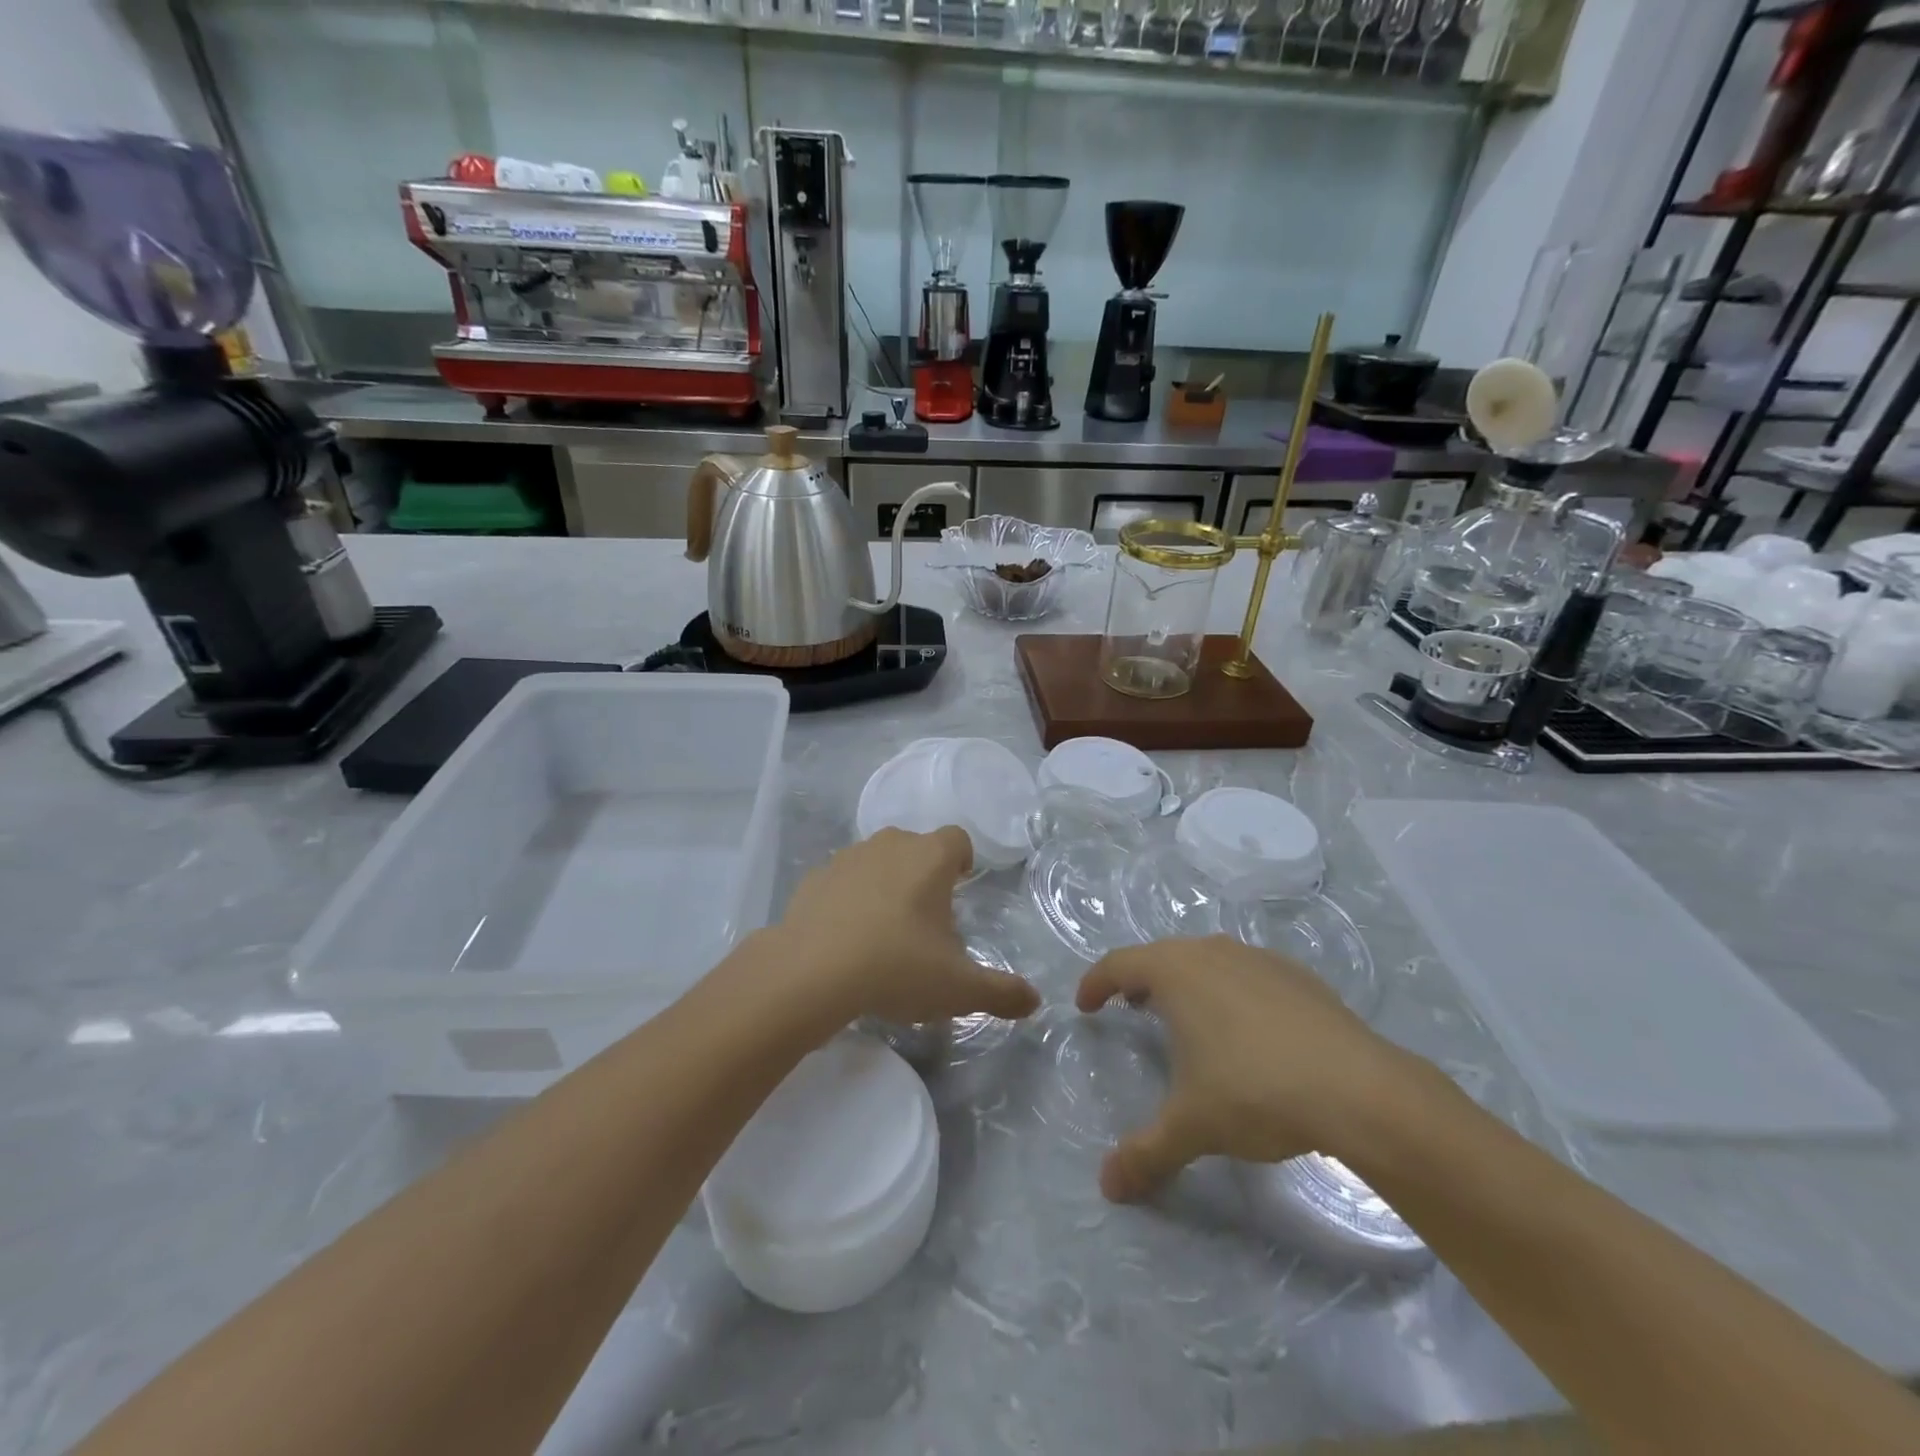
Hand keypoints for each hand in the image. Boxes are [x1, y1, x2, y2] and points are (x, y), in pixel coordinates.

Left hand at [776, 827, 1039, 1033]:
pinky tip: (845, 937)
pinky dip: (847, 899)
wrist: (810, 973)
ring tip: (884, 930)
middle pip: (915, 847)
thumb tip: (1033, 1000)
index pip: (957, 839)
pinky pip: (841, 881)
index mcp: (930, 857)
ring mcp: (847, 858)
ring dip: (885, 884)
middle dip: (924, 874)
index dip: (963, 860)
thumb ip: (1001, 992)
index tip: (961, 887)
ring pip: (877, 861)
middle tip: (926, 918)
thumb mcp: (958, 988)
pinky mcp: (814, 878)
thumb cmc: (896, 967)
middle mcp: (890, 845)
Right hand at [1076, 937, 1420, 1202]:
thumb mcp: (1191, 1126)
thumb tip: (1107, 1187)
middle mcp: (1211, 953)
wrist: (1359, 1089)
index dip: (1095, 983)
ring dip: (1186, 982)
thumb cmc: (1254, 1091)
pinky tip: (1247, 1030)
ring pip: (1207, 960)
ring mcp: (1258, 959)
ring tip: (1186, 1017)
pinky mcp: (1298, 976)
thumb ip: (1145, 1153)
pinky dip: (1230, 991)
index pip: (1118, 964)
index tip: (1085, 1005)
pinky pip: (1247, 974)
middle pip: (1162, 956)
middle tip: (1131, 1008)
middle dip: (1140, 980)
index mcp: (1175, 972)